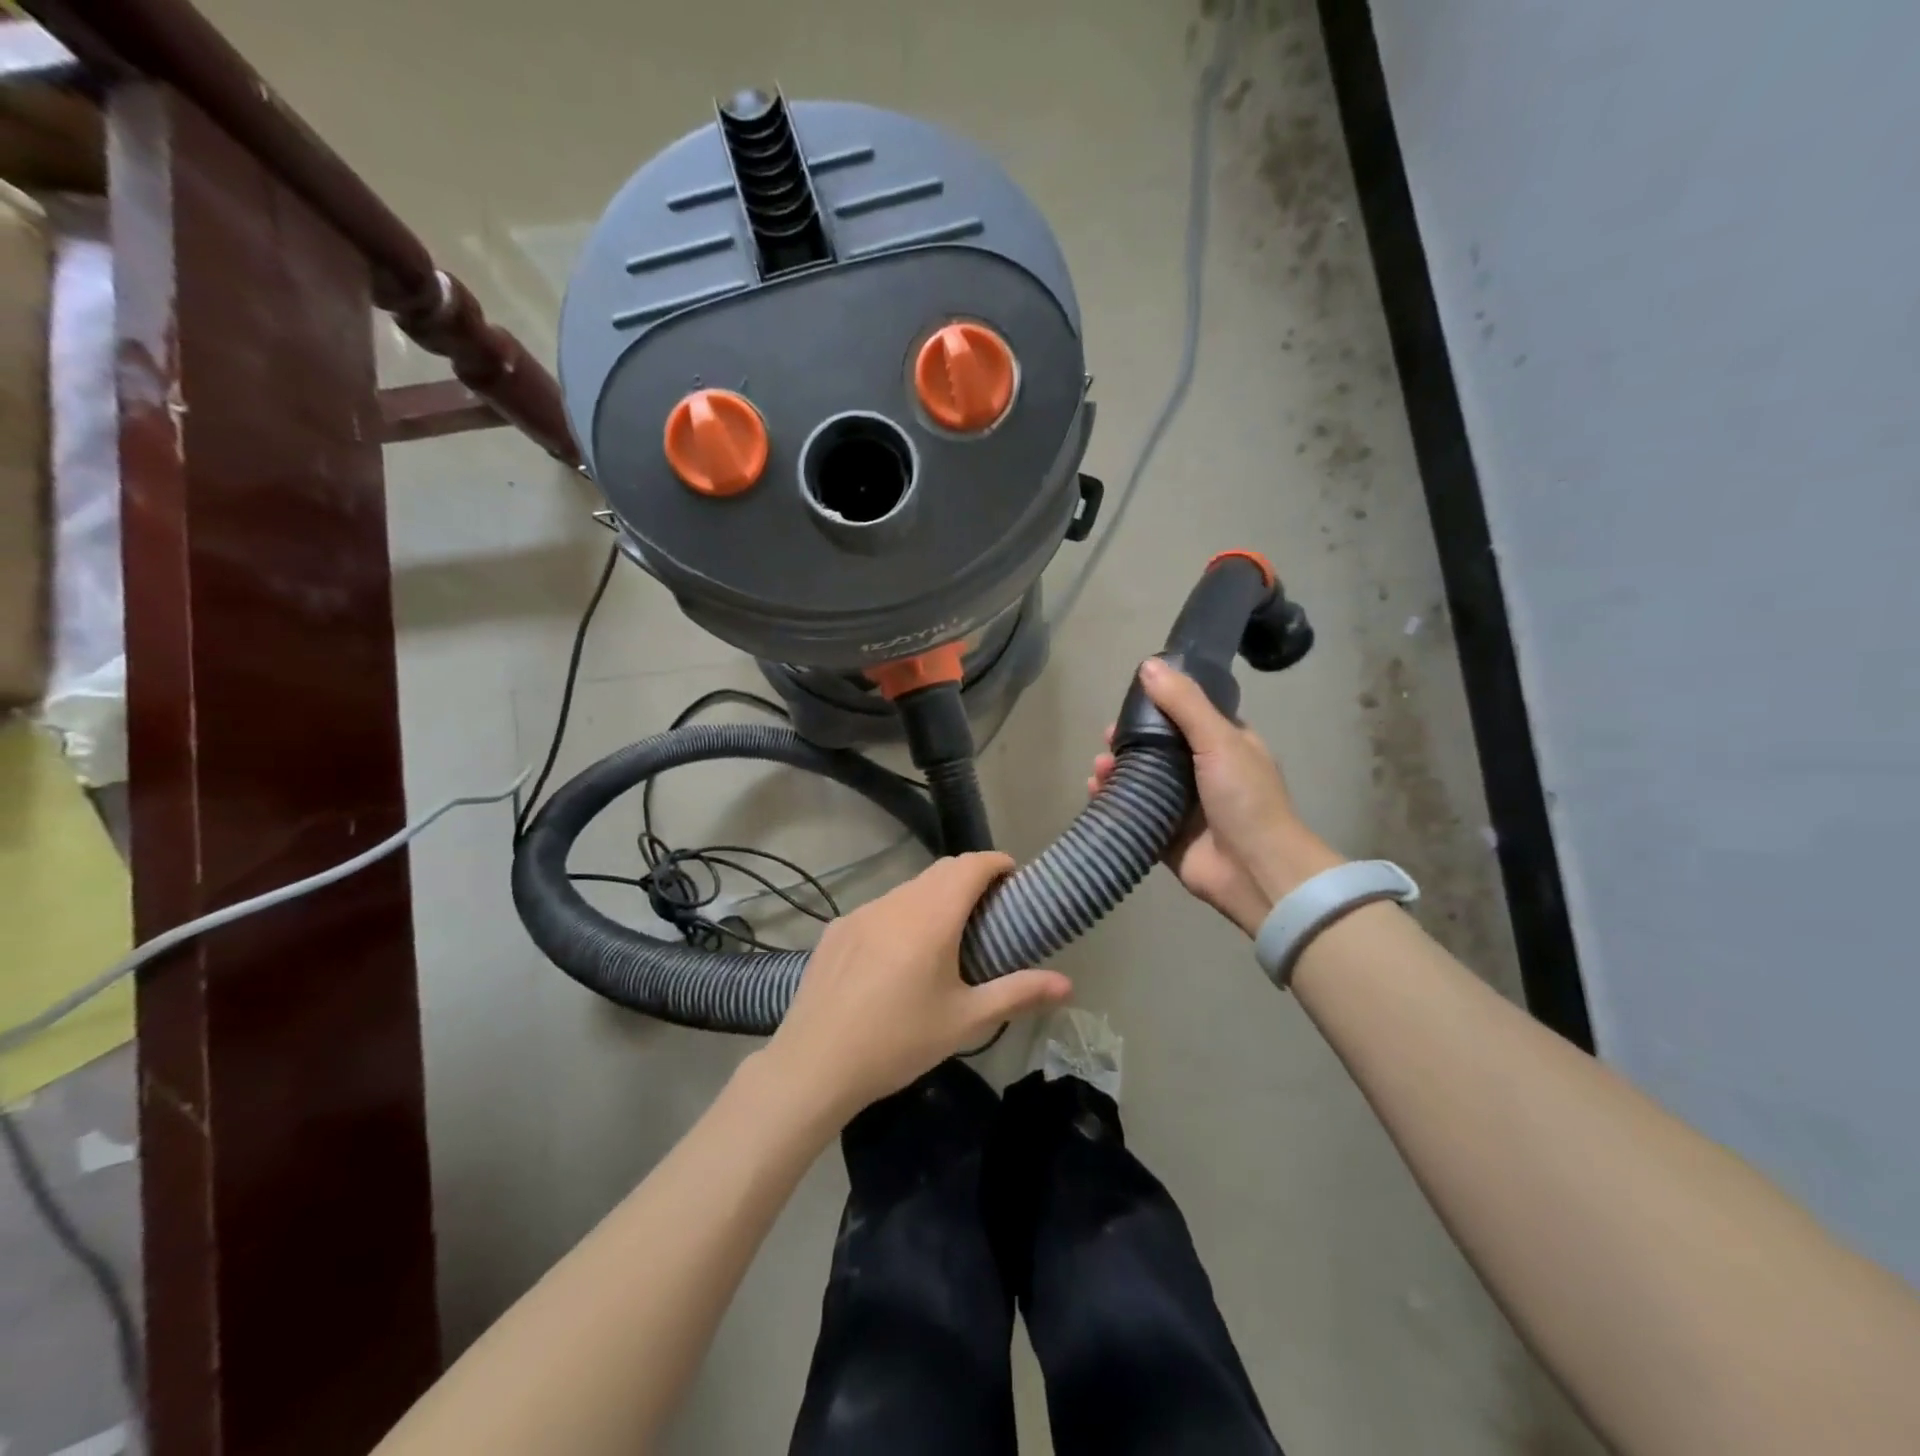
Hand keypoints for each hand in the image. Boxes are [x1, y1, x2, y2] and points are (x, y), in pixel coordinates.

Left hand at [764, 852, 1071, 1117]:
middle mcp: (896, 902)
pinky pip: (879, 909)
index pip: (971, 865)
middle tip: (989, 910)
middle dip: (970, 877)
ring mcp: (861, 913)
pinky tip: (897, 958)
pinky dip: (901, 916)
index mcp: (932, 916)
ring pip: (908, 889)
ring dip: (933, 897)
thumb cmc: (899, 1041)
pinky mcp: (836, 930)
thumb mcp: (965, 1021)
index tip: (1014, 878)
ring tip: (945, 936)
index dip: (997, 863)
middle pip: (940, 870)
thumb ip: (1019, 993)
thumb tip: (1068, 984)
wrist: (815, 1064)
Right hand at [1090, 658, 1344, 936]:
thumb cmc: (1244, 798)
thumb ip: (1184, 703)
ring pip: (1142, 780)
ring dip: (1116, 770)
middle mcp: (1205, 773)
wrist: (1254, 869)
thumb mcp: (1218, 739)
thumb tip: (1147, 666)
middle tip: (1107, 738)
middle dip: (1130, 741)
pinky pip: (1133, 812)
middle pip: (1159, 749)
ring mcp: (1184, 807)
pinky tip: (1094, 791)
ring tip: (1098, 768)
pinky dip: (1113, 801)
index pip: (1188, 716)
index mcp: (1226, 746)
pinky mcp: (1165, 835)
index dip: (1159, 707)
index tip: (1129, 703)